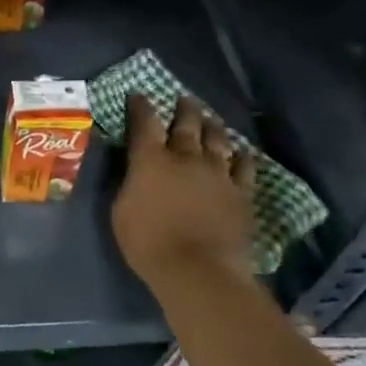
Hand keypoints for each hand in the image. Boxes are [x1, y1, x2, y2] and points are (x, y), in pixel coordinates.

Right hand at [112, 93, 257, 298]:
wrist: (198, 270)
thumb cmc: (148, 242)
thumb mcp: (120, 210)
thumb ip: (128, 183)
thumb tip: (132, 169)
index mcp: (150, 160)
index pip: (144, 123)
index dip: (141, 107)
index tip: (139, 95)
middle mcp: (185, 158)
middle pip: (186, 124)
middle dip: (184, 109)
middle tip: (184, 99)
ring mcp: (217, 173)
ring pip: (217, 139)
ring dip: (212, 126)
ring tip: (210, 118)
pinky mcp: (241, 193)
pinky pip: (245, 167)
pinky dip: (242, 156)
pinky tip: (242, 152)